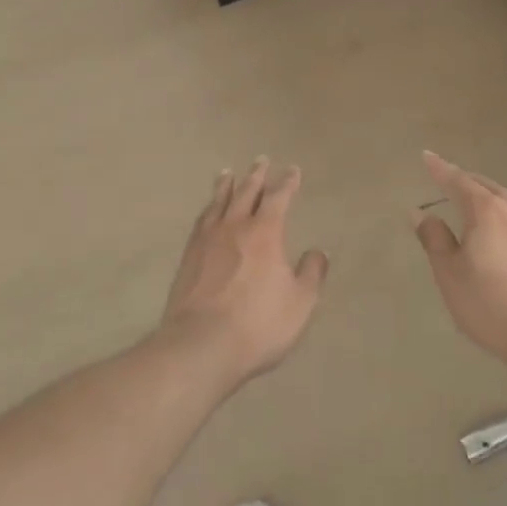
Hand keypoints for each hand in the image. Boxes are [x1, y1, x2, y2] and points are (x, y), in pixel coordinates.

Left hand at [159, 159, 327, 387]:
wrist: (201, 345)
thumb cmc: (258, 324)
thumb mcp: (299, 303)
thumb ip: (311, 274)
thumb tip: (318, 252)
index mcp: (265, 232)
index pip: (279, 198)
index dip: (287, 183)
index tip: (292, 170)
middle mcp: (235, 227)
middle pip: (246, 192)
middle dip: (256, 175)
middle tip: (260, 160)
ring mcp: (207, 240)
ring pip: (218, 202)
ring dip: (226, 186)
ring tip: (227, 173)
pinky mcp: (188, 257)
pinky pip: (201, 221)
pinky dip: (208, 209)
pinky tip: (207, 211)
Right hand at [413, 151, 506, 379]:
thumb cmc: (495, 306)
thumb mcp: (451, 276)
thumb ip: (435, 240)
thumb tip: (422, 213)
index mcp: (486, 210)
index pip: (456, 180)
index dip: (439, 168)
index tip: (427, 156)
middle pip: (487, 187)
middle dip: (466, 182)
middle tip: (451, 182)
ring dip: (492, 203)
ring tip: (481, 213)